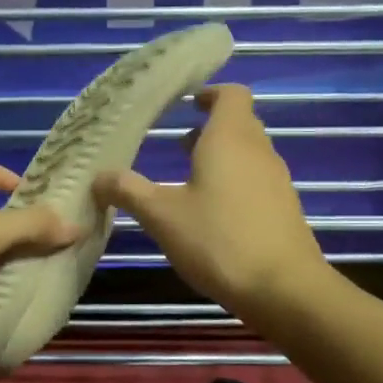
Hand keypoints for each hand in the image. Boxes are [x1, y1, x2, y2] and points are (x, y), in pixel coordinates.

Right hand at [95, 84, 328, 322]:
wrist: (284, 289)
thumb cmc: (218, 240)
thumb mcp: (162, 215)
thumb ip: (129, 191)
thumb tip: (98, 177)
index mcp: (230, 138)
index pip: (231, 94)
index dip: (210, 93)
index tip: (187, 103)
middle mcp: (258, 150)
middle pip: (240, 122)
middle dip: (210, 128)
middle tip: (179, 143)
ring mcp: (276, 180)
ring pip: (249, 153)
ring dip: (222, 157)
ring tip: (190, 179)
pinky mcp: (284, 208)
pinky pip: (257, 180)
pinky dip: (235, 183)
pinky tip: (213, 214)